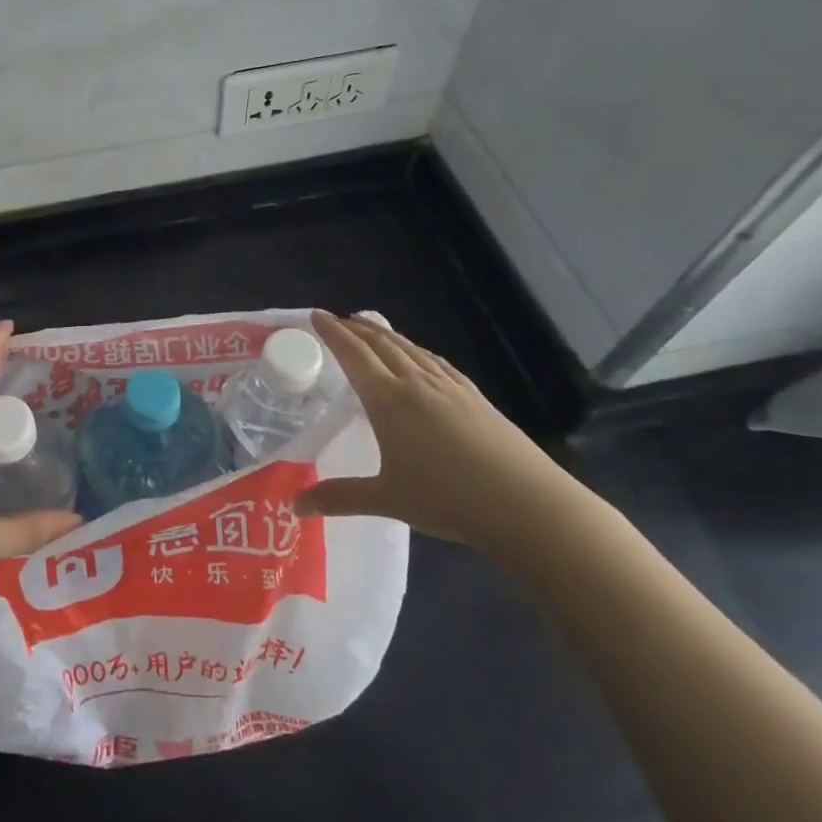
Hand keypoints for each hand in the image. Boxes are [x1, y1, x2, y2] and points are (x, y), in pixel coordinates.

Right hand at [292, 310, 585, 554]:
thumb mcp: (386, 499)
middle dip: (356, 329)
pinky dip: (417, 351)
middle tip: (337, 320)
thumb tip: (295, 506)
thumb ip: (339, 498)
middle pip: (382, 345)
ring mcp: (450, 388)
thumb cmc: (448, 498)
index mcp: (389, 400)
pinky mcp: (475, 398)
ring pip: (411, 350)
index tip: (315, 315)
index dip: (332, 333)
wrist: (525, 503)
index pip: (354, 355)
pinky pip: (436, 363)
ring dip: (386, 335)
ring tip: (371, 328)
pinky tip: (420, 357)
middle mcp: (417, 384)